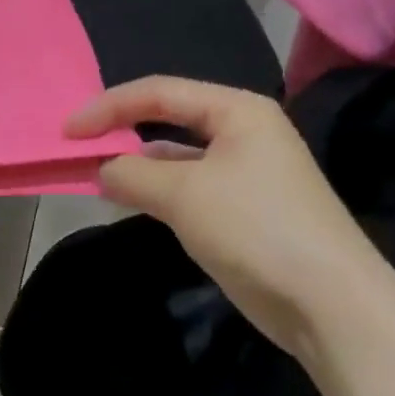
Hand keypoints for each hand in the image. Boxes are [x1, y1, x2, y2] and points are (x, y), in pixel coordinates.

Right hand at [64, 77, 390, 361]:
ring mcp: (242, 172)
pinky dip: (151, 189)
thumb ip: (130, 173)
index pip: (158, 92)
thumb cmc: (255, 227)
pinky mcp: (237, 209)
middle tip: (75, 147)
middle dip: (119, 130)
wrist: (327, 302)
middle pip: (166, 118)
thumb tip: (101, 170)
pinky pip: (182, 186)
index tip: (66, 131)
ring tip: (91, 174)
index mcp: (237, 111)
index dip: (107, 107)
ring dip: (133, 163)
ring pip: (172, 156)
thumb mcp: (182, 193)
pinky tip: (126, 199)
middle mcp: (241, 133)